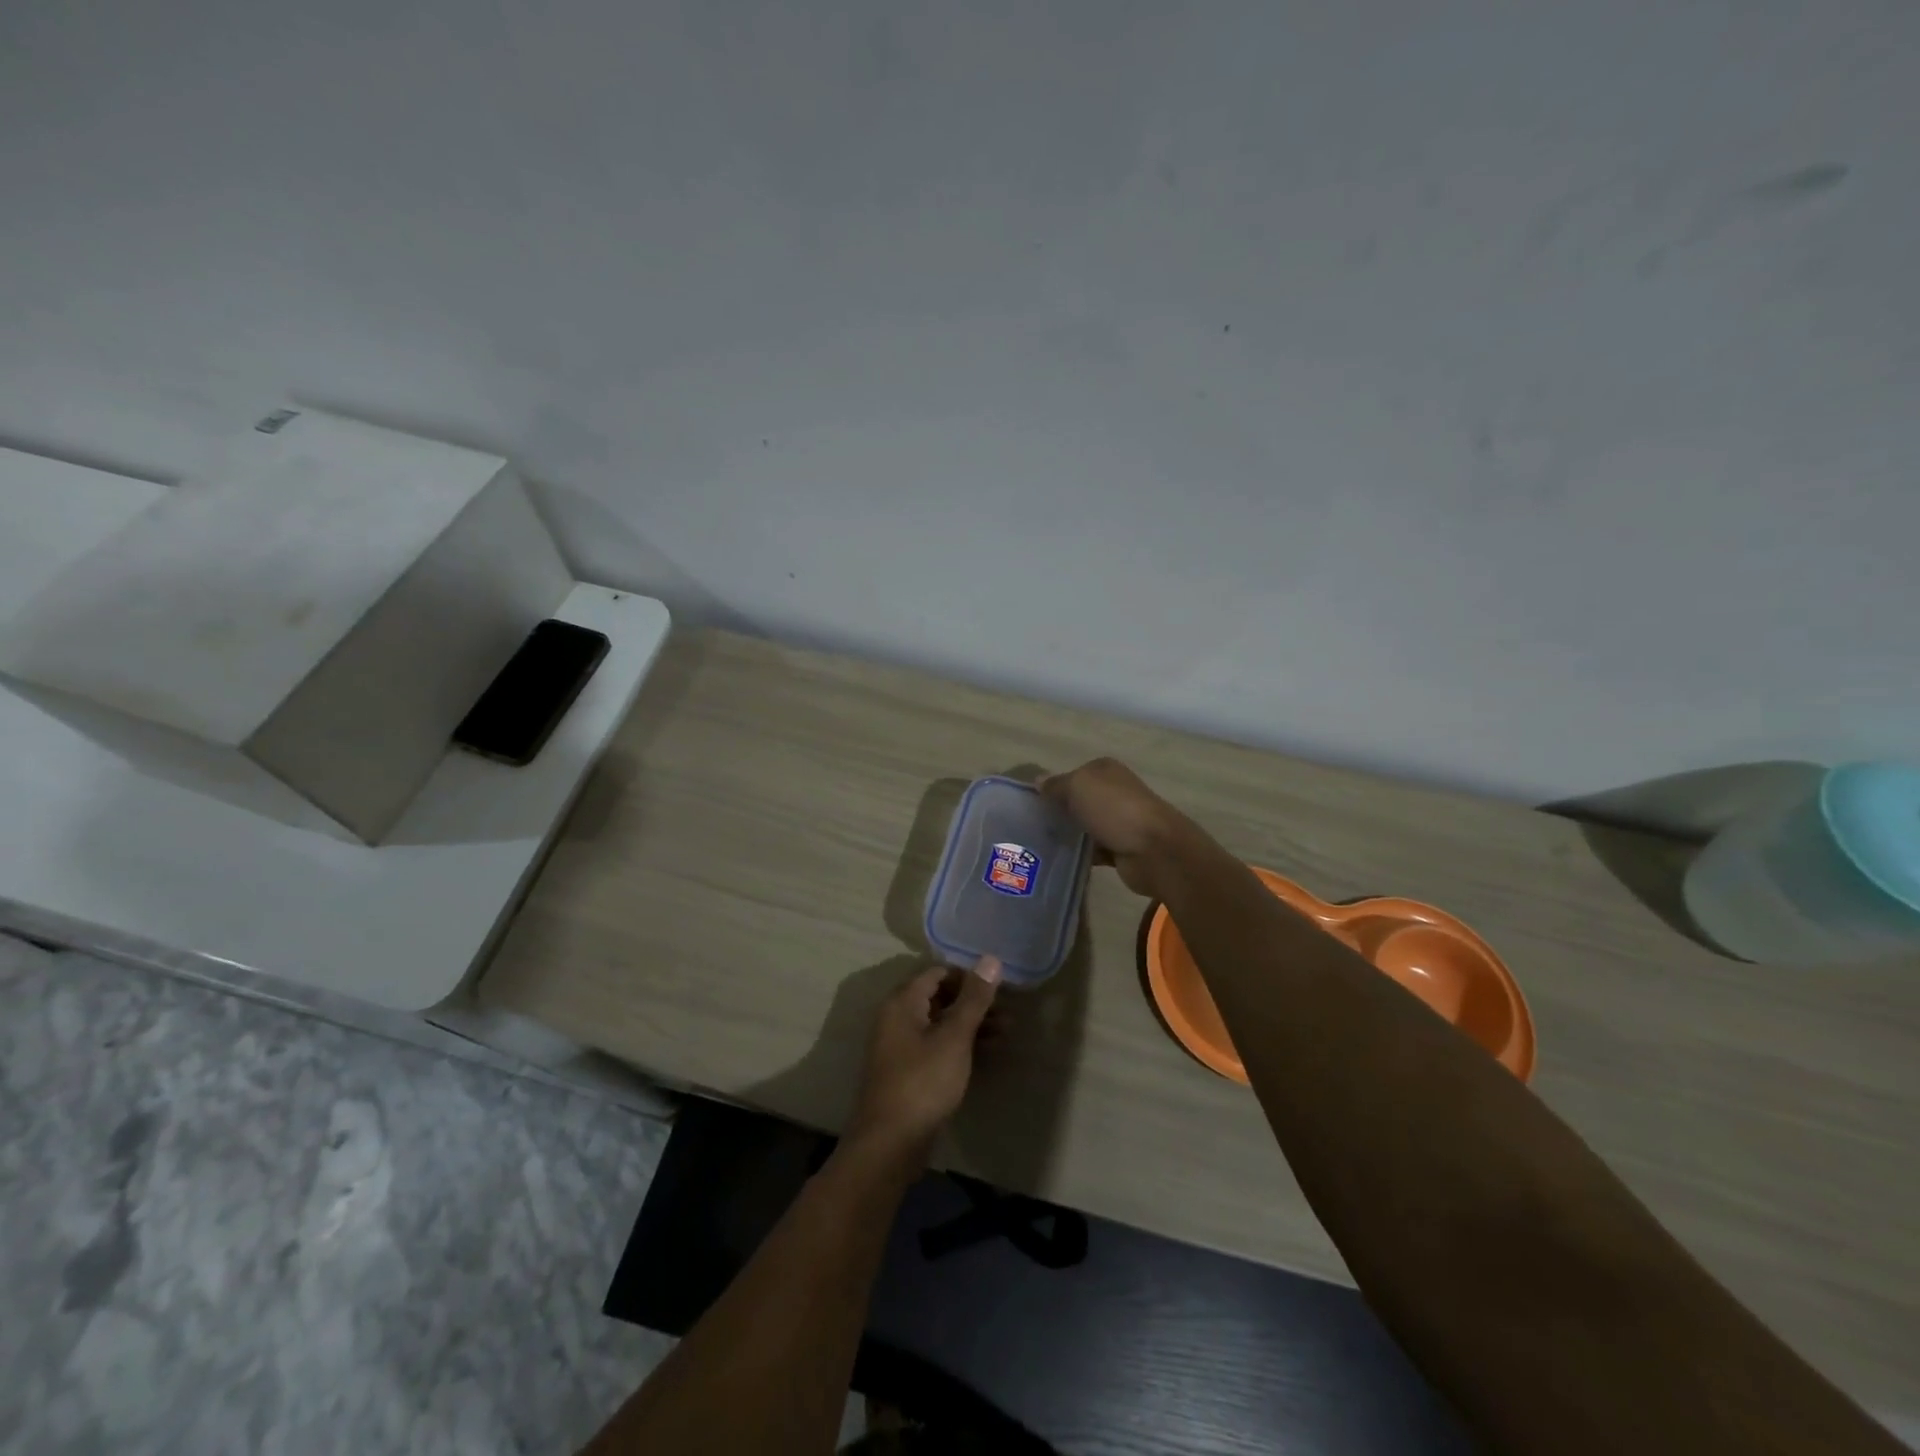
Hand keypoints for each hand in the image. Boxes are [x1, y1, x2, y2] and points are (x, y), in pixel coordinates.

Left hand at [846, 957, 1001, 1162]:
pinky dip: (961, 1045)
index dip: (968, 976)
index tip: (999, 986)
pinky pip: (938, 1046)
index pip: (938, 973)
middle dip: (974, 1002)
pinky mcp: (909, 1072)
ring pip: (941, 1024)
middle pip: (940, 997)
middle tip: (1008, 1011)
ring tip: (1007, 1032)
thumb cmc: (923, 1081)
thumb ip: (973, 999)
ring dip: (972, 1024)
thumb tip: (990, 959)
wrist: (890, 1144)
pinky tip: (988, 1052)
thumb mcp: (954, 1037)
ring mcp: (901, 1046)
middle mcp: (897, 1018)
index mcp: (902, 1002)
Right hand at [1038, 757, 1189, 898]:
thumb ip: (1056, 785)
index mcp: (1105, 771)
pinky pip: (1094, 850)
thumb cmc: (1114, 809)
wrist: (1155, 851)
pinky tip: (1061, 861)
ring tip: (1040, 846)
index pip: (1072, 775)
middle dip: (1059, 813)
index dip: (1052, 788)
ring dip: (1069, 835)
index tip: (1031, 805)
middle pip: (1079, 801)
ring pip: (1086, 826)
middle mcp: (1114, 792)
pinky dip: (1082, 855)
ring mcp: (1120, 821)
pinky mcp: (1122, 848)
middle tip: (1031, 827)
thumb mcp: (1078, 787)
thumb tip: (1038, 781)